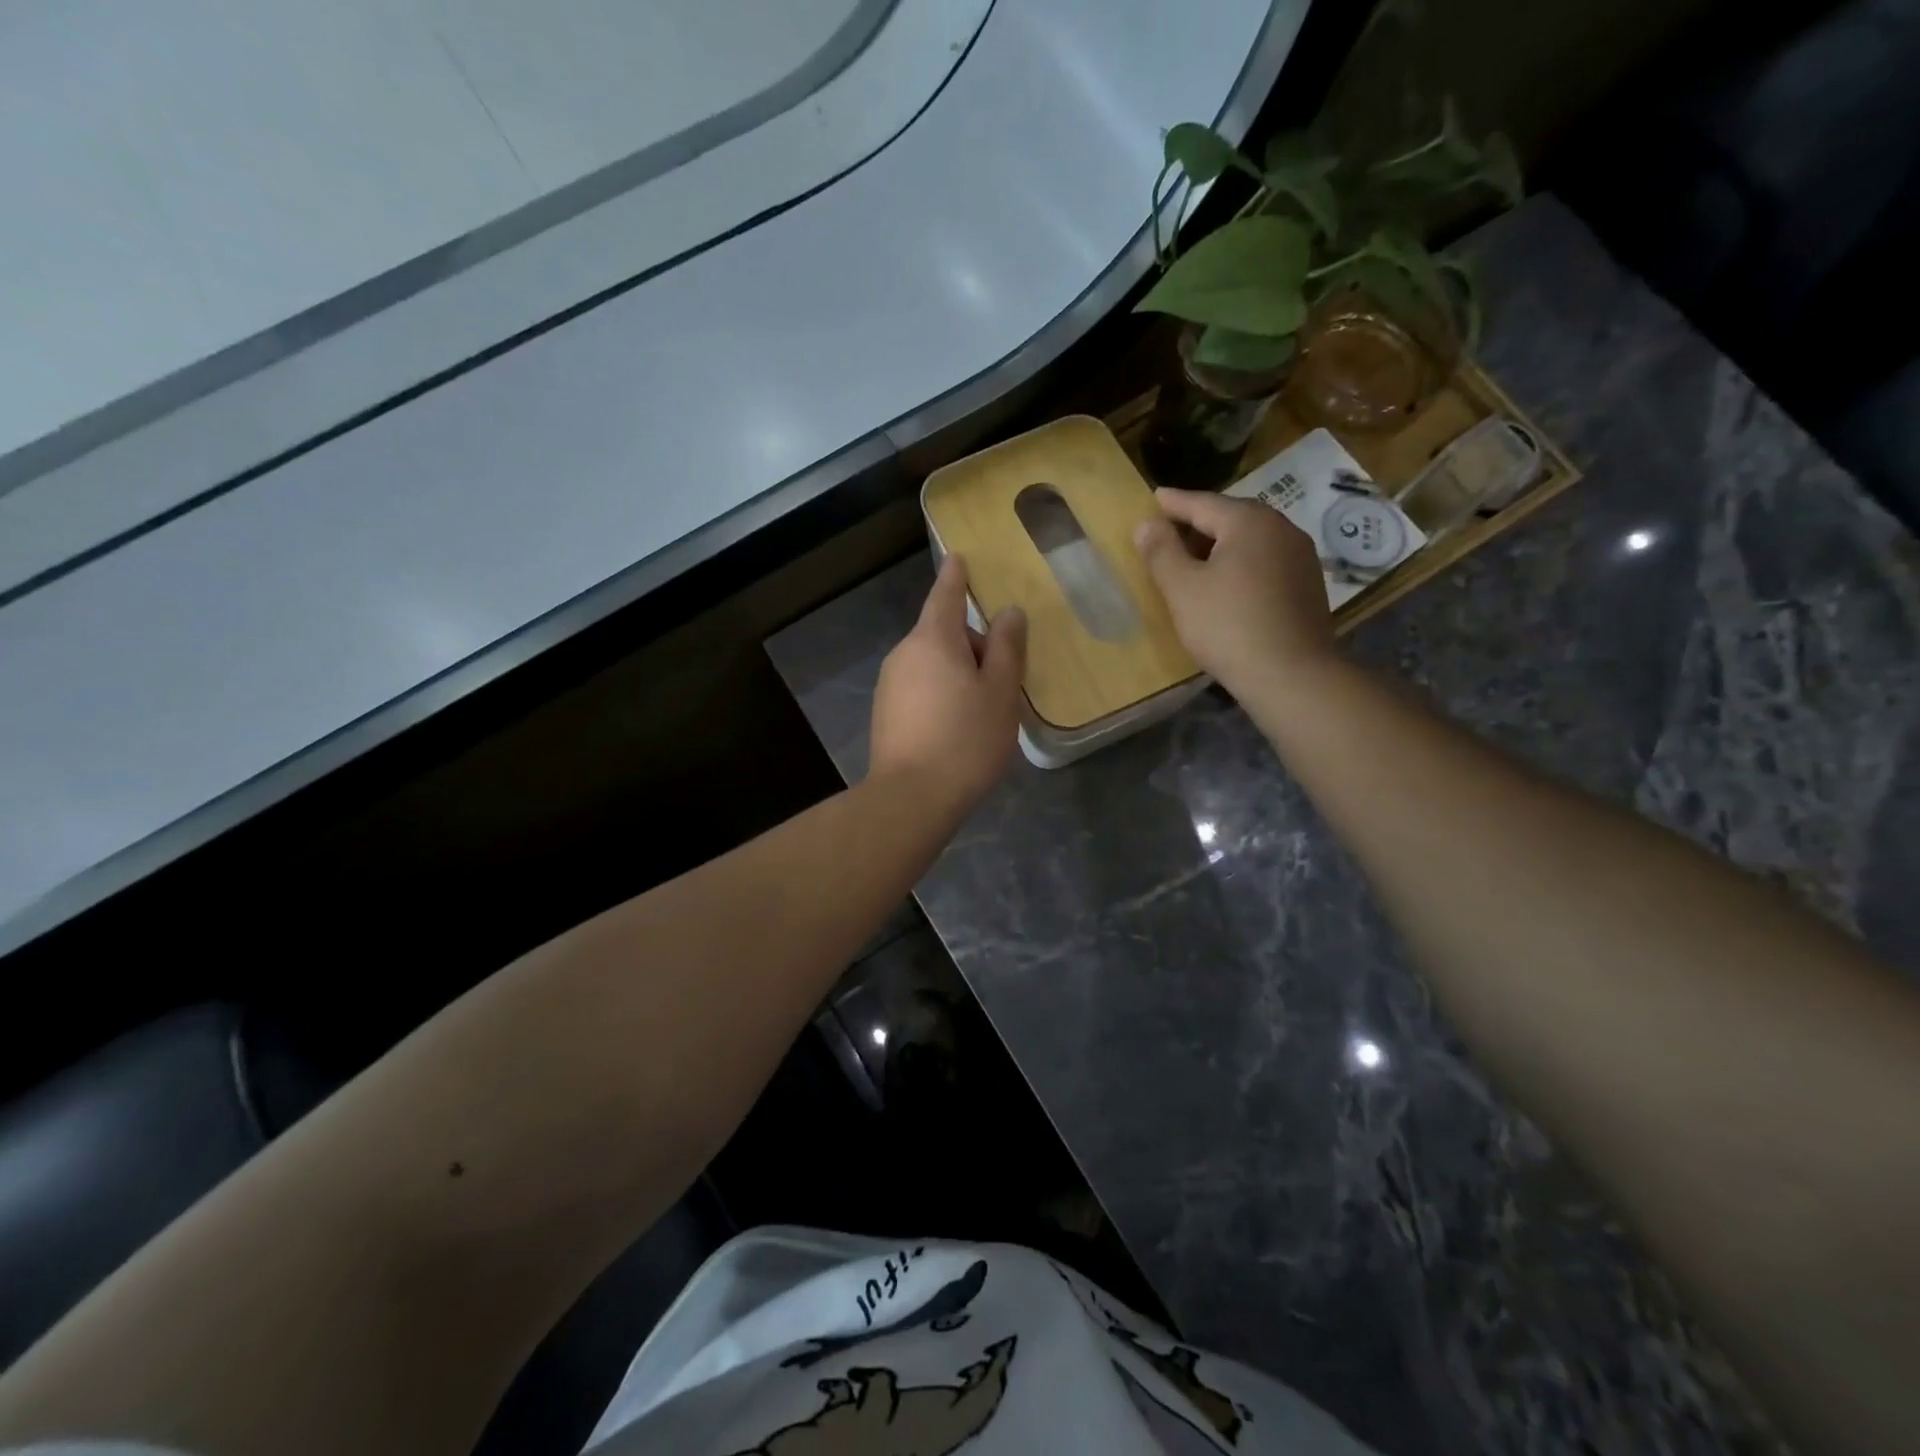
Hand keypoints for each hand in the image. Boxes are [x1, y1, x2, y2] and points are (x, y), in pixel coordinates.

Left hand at [870, 555, 1027, 814]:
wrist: (911, 798)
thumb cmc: (965, 739)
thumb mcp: (1001, 692)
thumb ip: (1007, 648)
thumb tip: (1008, 613)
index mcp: (933, 639)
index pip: (945, 595)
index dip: (956, 576)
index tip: (959, 558)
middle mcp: (904, 654)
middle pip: (942, 635)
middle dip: (972, 646)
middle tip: (1003, 680)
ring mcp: (889, 685)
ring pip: (932, 664)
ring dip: (958, 674)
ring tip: (983, 712)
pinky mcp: (885, 714)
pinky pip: (920, 689)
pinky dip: (941, 695)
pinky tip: (957, 729)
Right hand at [1134, 488, 1338, 694]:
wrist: (1290, 674)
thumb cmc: (1227, 626)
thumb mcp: (1182, 589)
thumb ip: (1161, 552)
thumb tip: (1146, 524)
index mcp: (1249, 522)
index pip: (1202, 503)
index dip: (1173, 503)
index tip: (1154, 497)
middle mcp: (1281, 528)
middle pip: (1231, 518)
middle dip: (1198, 523)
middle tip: (1170, 530)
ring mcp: (1300, 556)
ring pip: (1251, 540)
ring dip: (1221, 544)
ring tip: (1194, 558)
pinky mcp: (1308, 584)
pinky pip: (1266, 561)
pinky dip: (1241, 563)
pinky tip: (1227, 583)